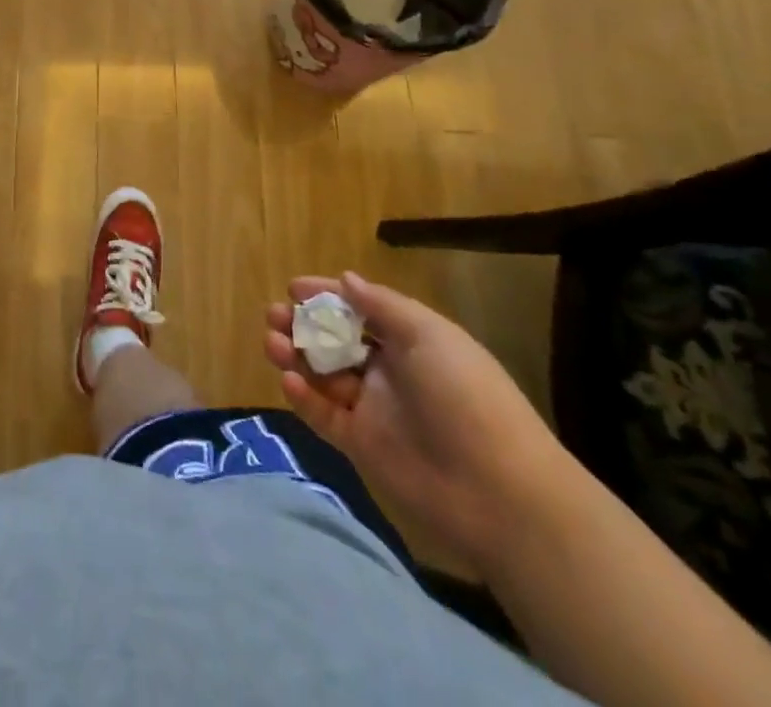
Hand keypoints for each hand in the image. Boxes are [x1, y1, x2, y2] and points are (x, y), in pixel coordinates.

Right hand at [264, 272, 578, 577]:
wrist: (499, 492)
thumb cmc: (465, 396)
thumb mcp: (429, 335)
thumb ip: (382, 306)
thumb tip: (346, 279)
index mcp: (410, 341)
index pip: (360, 310)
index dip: (327, 295)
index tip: (293, 288)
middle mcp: (389, 370)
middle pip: (335, 340)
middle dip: (302, 324)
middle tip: (273, 315)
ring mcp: (374, 409)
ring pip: (323, 374)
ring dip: (295, 355)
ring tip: (271, 343)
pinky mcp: (361, 445)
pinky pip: (324, 415)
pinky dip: (303, 398)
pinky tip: (287, 382)